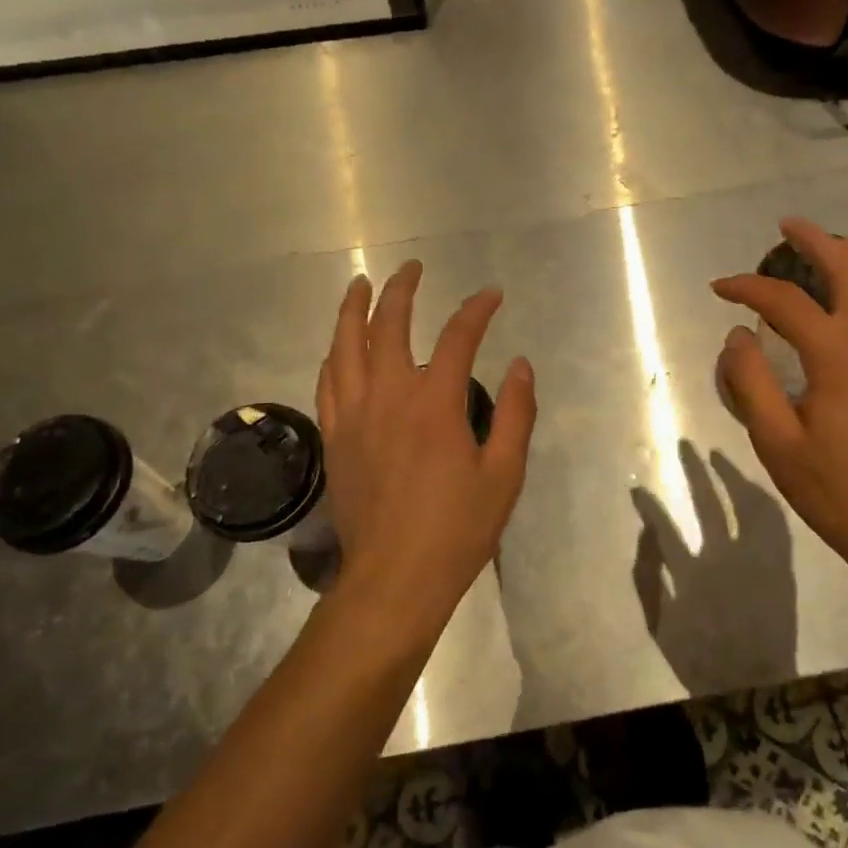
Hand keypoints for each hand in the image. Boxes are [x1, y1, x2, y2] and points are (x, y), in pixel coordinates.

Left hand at [316, 261, 536, 642]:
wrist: (395, 578)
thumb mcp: (504, 475)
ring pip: (346, 346)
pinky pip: (328, 382)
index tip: (491, 294)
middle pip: (389, 326)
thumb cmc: (458, 529)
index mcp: (434, 404)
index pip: (456, 337)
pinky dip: (335, 354)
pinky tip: (339, 346)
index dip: (476, 309)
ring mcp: (353, 416)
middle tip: (413, 268)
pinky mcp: (334, 437)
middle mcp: (388, 397)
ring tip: (360, 284)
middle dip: (402, 290)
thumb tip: (520, 365)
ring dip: (354, 310)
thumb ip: (515, 414)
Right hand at [711, 218, 847, 576]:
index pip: (785, 301)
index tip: (721, 288)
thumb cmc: (837, 489)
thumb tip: (736, 336)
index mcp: (840, 354)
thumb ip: (750, 382)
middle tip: (787, 228)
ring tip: (832, 248)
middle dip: (814, 240)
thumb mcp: (776, 442)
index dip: (747, 288)